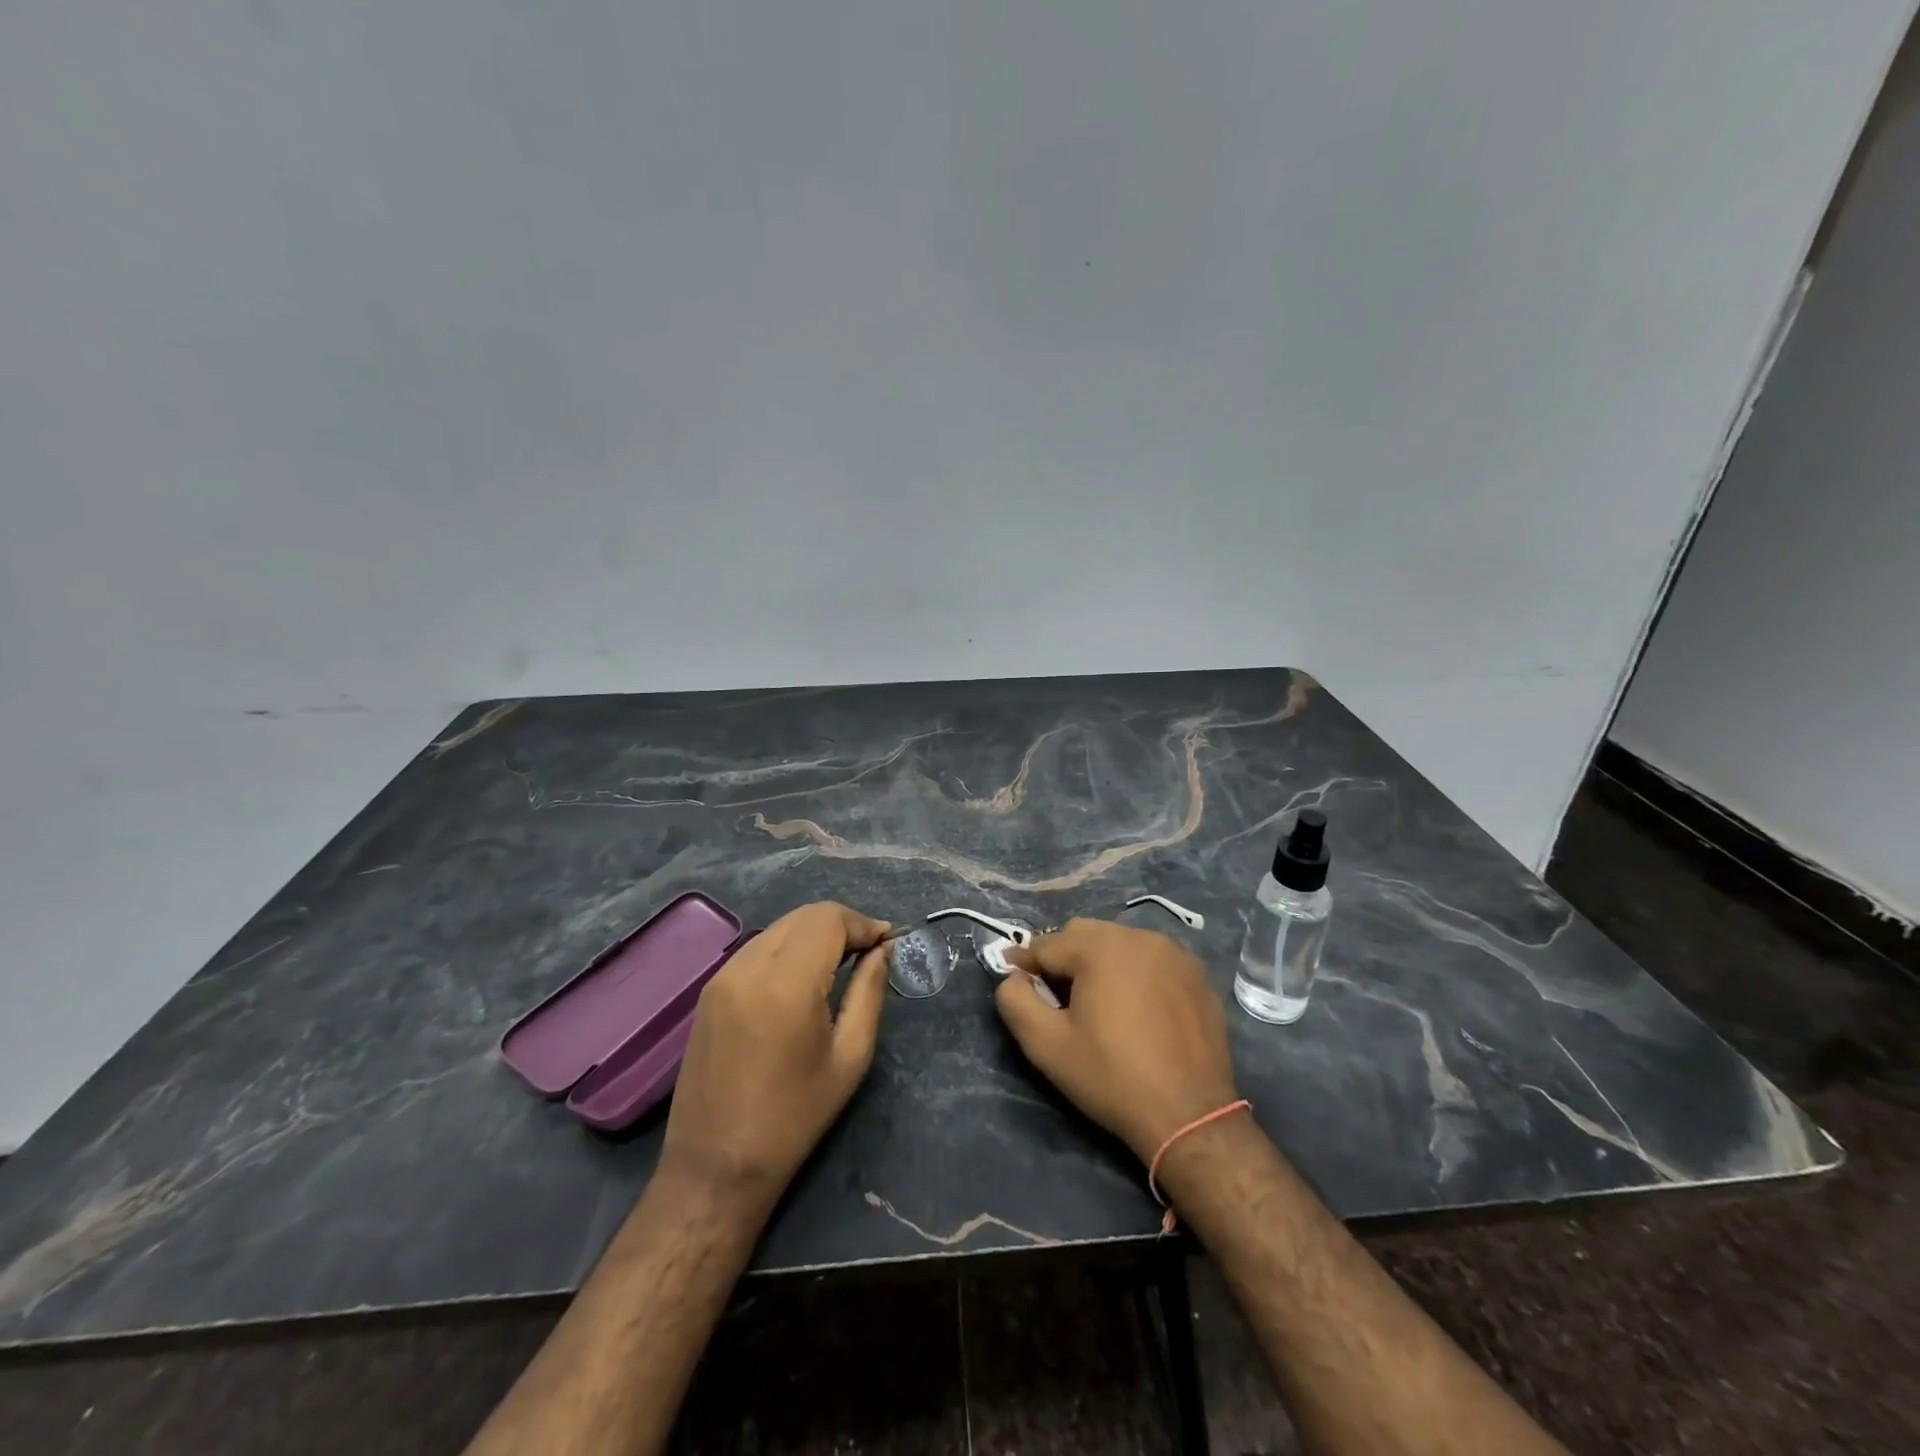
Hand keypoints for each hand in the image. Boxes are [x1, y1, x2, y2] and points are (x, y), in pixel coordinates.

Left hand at [661, 902, 891, 1211]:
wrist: (715, 1166)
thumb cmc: (794, 1117)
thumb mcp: (849, 1056)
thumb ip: (869, 991)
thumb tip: (883, 950)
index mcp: (786, 983)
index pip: (829, 920)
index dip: (863, 923)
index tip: (888, 941)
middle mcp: (749, 966)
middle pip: (805, 916)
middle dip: (843, 924)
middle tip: (871, 950)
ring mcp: (723, 976)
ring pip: (780, 927)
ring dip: (815, 933)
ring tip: (842, 961)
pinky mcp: (710, 990)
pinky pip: (758, 947)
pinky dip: (789, 947)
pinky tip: (805, 976)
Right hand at [998, 918, 1239, 1162]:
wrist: (1190, 1115)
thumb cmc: (1111, 1077)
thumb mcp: (1046, 1045)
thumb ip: (1016, 1000)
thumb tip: (1013, 977)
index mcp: (1100, 947)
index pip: (1047, 944)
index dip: (1025, 963)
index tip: (1014, 979)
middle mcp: (1139, 936)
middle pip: (1084, 934)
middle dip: (1063, 957)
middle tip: (1057, 997)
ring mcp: (1174, 953)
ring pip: (1120, 942)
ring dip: (1100, 962)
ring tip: (1098, 1002)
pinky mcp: (1197, 974)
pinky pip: (1152, 959)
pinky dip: (1135, 972)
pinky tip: (1136, 1008)